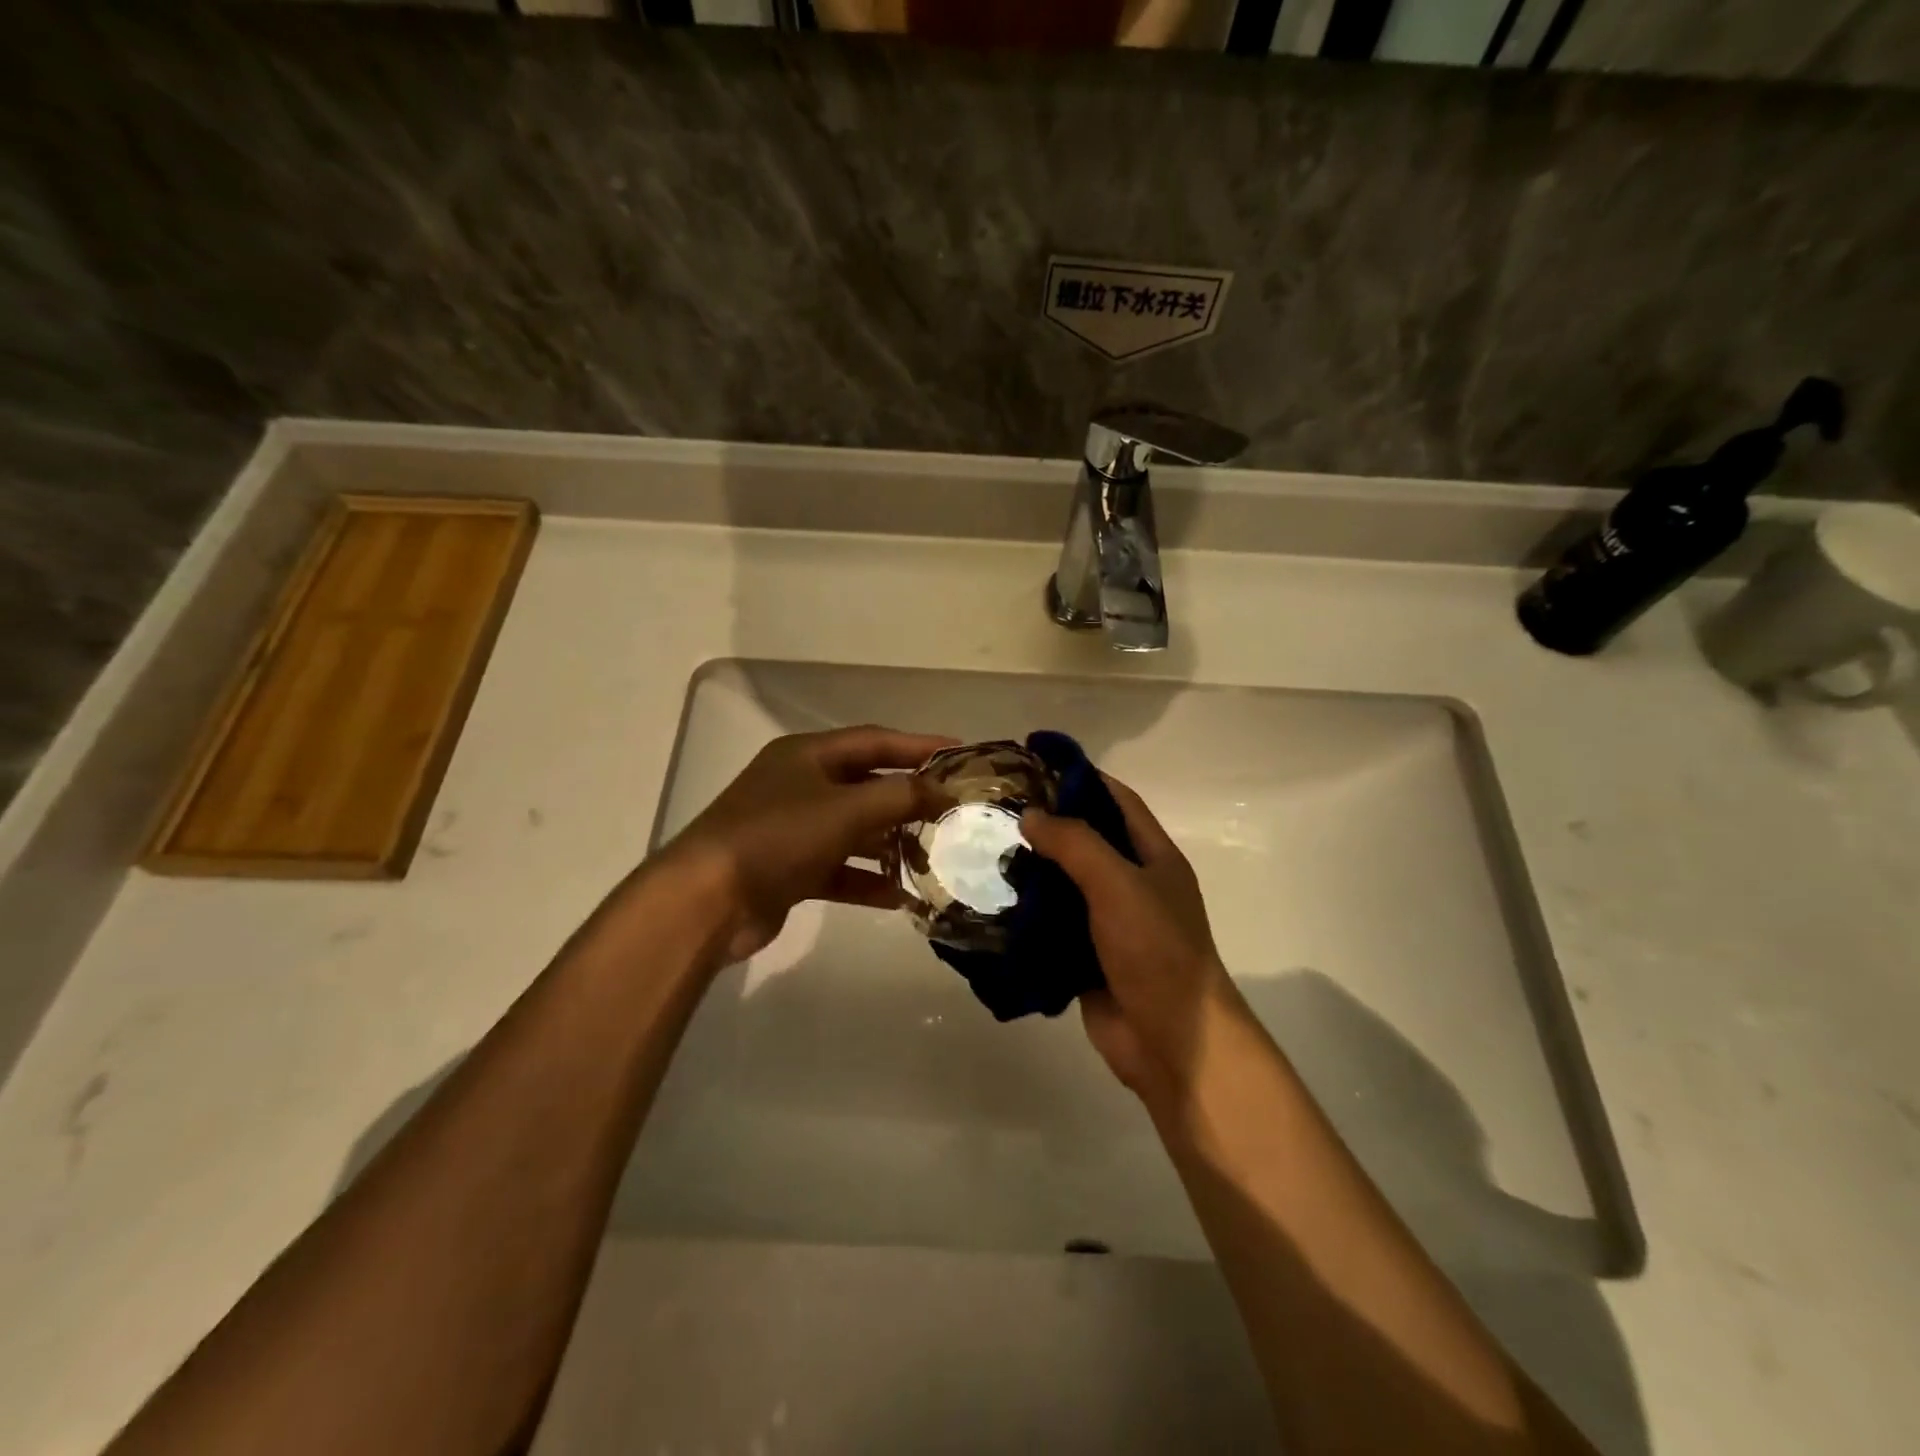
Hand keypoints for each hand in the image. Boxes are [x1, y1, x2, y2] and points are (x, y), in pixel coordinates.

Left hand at [659, 725, 954, 964]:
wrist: (707, 901)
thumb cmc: (778, 837)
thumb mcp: (846, 809)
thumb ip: (900, 797)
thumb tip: (943, 791)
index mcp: (807, 755)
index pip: (874, 741)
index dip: (918, 746)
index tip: (960, 755)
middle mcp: (799, 785)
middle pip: (866, 786)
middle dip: (907, 801)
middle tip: (950, 813)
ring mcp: (791, 829)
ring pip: (854, 830)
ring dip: (890, 844)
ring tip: (931, 859)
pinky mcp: (788, 870)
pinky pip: (838, 869)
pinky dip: (866, 880)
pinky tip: (899, 898)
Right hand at [1021, 777, 1248, 1108]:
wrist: (1171, 1042)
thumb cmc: (1156, 952)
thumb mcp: (1119, 885)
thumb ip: (1076, 844)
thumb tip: (1031, 816)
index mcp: (1153, 857)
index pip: (1116, 800)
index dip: (1080, 777)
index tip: (1034, 762)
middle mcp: (1132, 884)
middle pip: (1086, 841)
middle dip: (1046, 825)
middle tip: (995, 809)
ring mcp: (1109, 923)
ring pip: (1064, 885)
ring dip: (1031, 871)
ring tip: (983, 851)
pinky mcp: (1085, 957)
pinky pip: (1052, 926)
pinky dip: (1026, 915)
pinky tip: (990, 903)